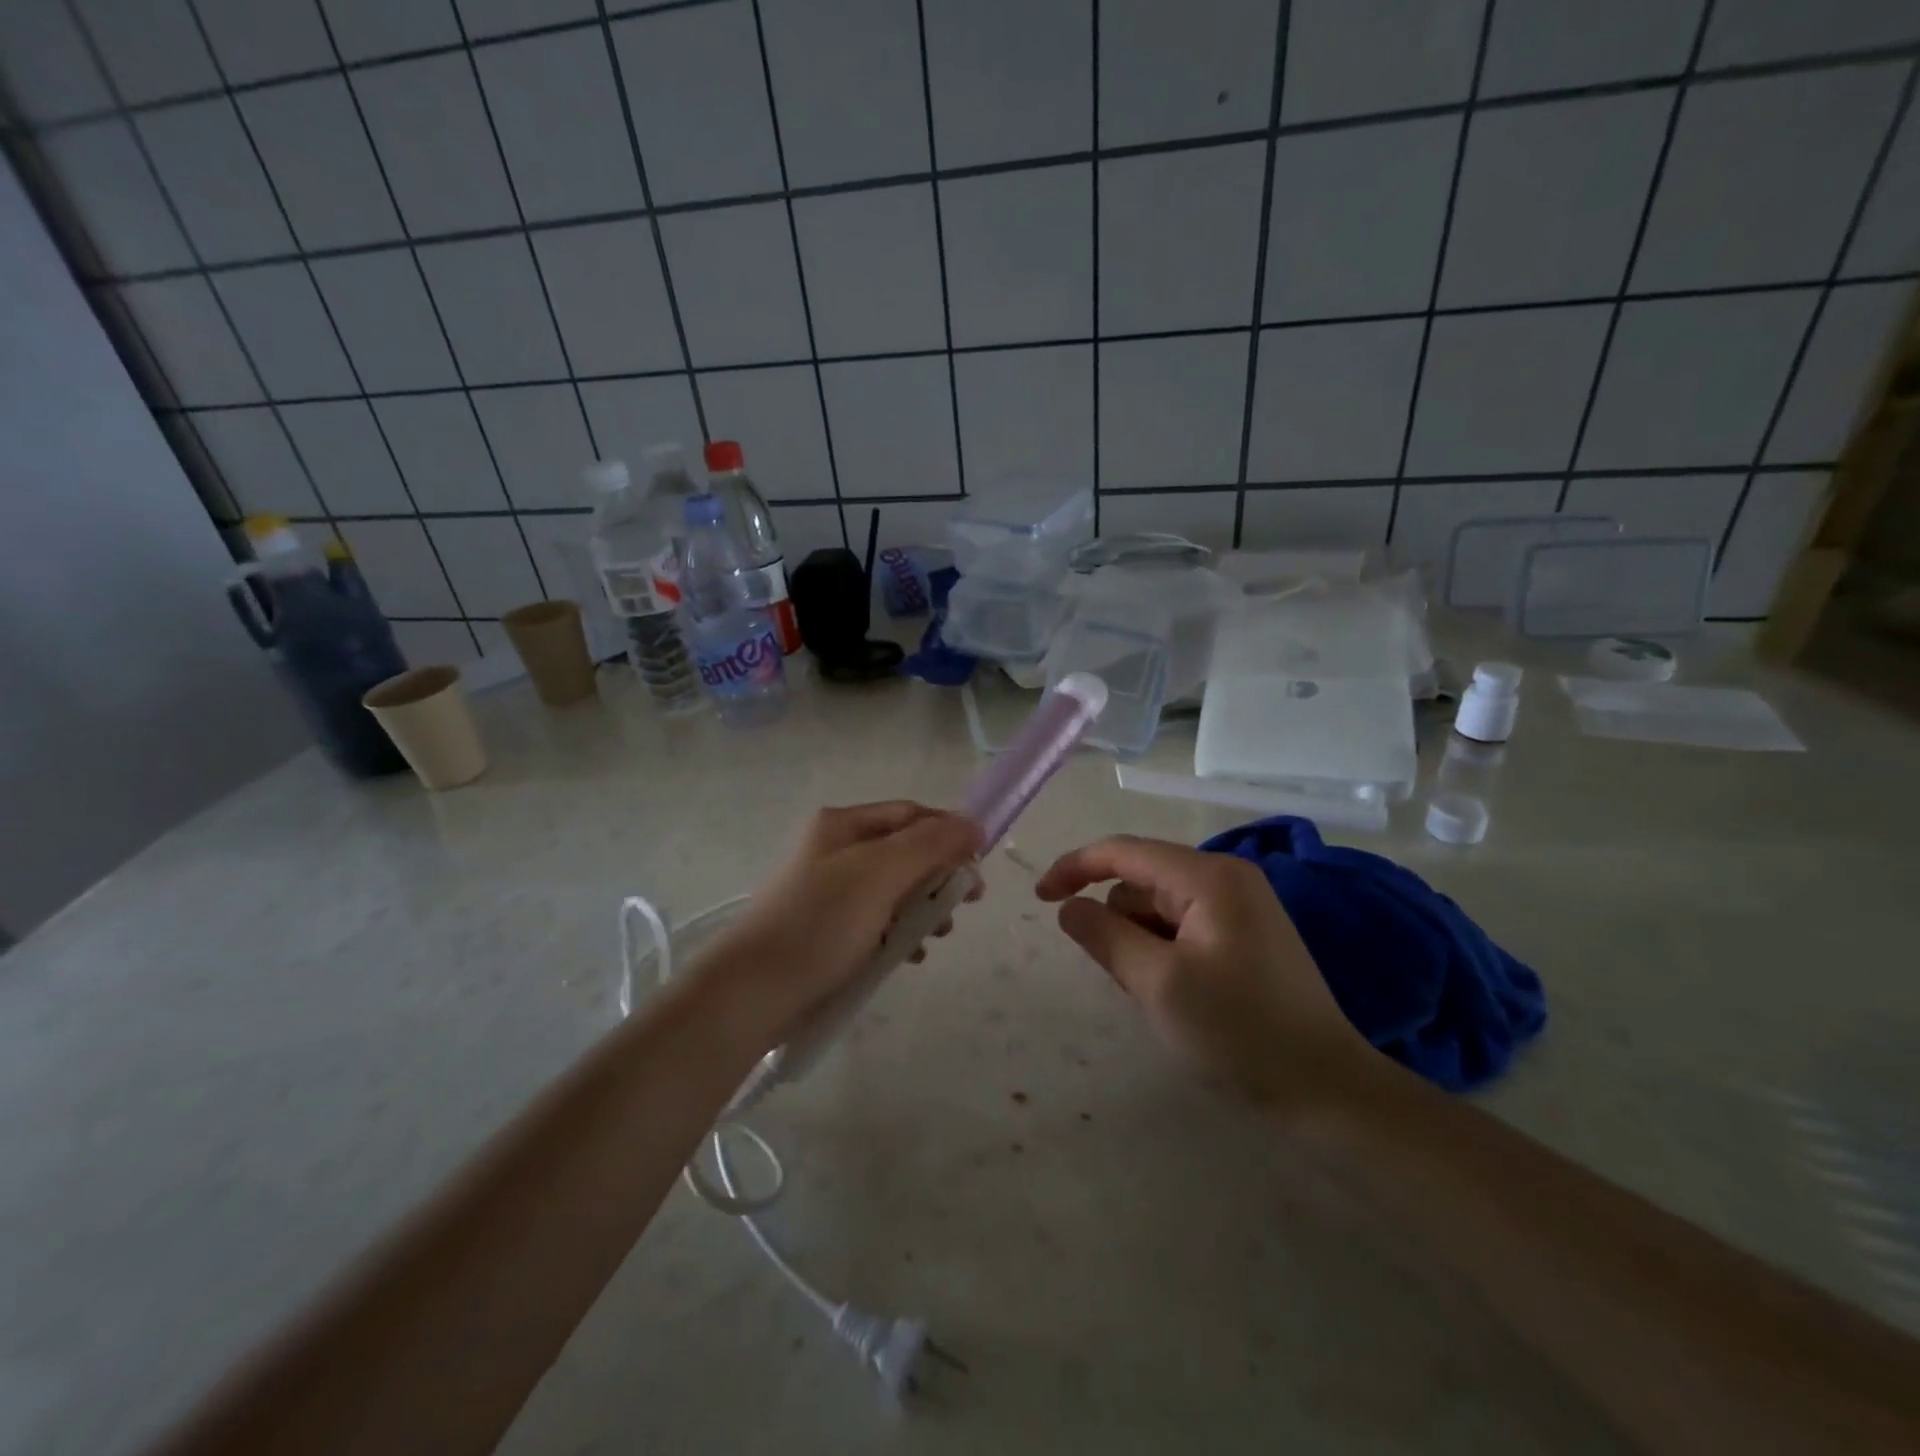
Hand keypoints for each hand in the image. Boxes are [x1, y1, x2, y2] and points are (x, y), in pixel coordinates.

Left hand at [692, 802, 981, 1046]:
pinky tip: (911, 955)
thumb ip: (931, 845)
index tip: (979, 866)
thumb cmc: (821, 922)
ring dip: (924, 907)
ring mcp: (832, 891)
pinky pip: (879, 920)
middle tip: (966, 904)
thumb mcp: (881, 873)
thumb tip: (973, 824)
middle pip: (906, 851)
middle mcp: (837, 849)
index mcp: (844, 824)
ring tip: (939, 935)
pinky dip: (900, 932)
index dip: (950, 833)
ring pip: (896, 889)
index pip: (912, 814)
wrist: (754, 991)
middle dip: (940, 876)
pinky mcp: (830, 929)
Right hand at [1035, 834, 1375, 1113]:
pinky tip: (1173, 993)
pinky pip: (1182, 927)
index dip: (1075, 868)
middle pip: (1142, 881)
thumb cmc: (1239, 1031)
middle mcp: (1226, 878)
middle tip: (1123, 979)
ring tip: (1153, 994)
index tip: (1040, 899)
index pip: (1124, 851)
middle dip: (1117, 921)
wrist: (1327, 1090)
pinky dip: (1161, 951)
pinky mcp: (1245, 935)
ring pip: (1159, 907)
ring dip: (1138, 941)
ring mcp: (1240, 906)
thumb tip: (1068, 907)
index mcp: (1209, 876)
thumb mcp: (1158, 984)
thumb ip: (1104, 936)